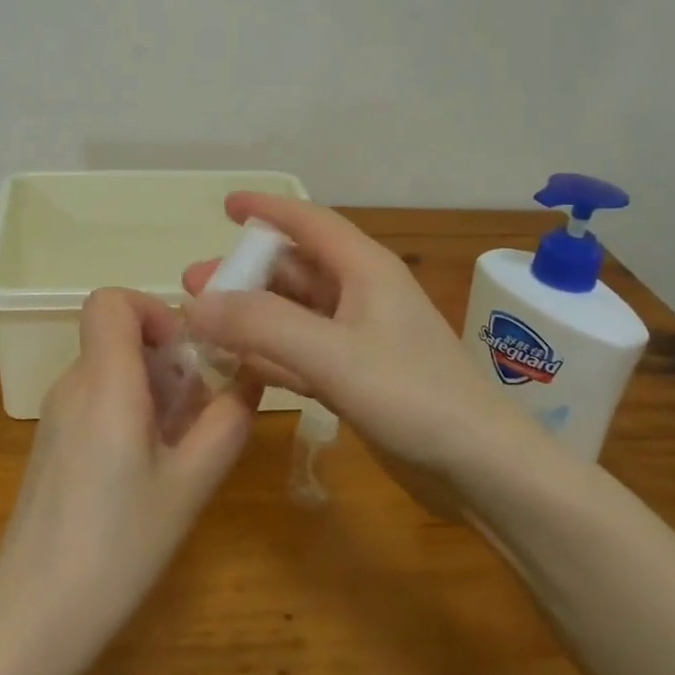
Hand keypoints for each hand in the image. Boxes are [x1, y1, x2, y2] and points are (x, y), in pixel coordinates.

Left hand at [0, 288, 254, 674]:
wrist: (31, 618)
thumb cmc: (118, 547)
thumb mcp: (190, 485)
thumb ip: (226, 423)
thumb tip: (249, 377)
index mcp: (104, 382)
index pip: (111, 300)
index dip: (153, 310)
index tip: (187, 354)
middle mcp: (73, 386)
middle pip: (117, 336)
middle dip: (167, 359)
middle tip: (198, 413)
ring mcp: (56, 416)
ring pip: (110, 370)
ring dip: (153, 390)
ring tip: (178, 449)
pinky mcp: (51, 445)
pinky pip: (96, 402)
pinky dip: (129, 413)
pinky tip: (147, 472)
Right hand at [183, 193, 524, 481]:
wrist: (480, 469)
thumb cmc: (412, 396)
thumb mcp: (332, 355)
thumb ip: (263, 325)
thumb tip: (199, 303)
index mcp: (364, 270)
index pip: (309, 222)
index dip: (267, 209)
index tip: (226, 205)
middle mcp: (361, 295)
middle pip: (293, 270)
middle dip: (244, 273)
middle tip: (193, 284)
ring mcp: (359, 339)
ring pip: (294, 313)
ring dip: (251, 315)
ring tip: (203, 323)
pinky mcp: (357, 377)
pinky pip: (301, 352)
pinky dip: (269, 354)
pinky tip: (237, 365)